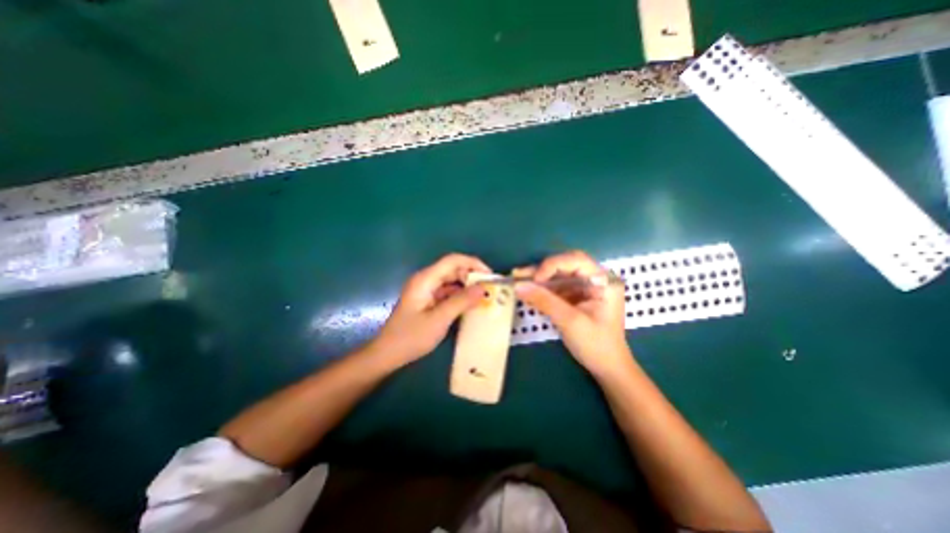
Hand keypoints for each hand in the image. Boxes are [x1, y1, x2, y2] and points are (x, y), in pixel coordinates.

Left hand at [371, 255, 488, 366]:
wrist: (387, 354)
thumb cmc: (411, 337)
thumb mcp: (439, 319)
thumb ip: (462, 301)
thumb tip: (483, 288)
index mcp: (426, 279)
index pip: (453, 260)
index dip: (473, 264)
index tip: (490, 276)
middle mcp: (426, 280)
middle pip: (453, 269)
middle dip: (472, 276)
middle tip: (490, 289)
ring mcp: (426, 290)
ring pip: (451, 281)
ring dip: (467, 287)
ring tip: (484, 297)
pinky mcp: (427, 300)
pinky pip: (447, 292)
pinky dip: (460, 297)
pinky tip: (470, 306)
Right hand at [516, 251, 632, 378]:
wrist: (606, 368)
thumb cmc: (596, 345)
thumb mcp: (570, 321)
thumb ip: (544, 301)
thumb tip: (518, 286)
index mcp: (604, 281)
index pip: (577, 260)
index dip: (553, 265)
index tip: (536, 279)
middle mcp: (594, 280)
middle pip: (565, 266)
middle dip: (542, 270)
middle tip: (519, 275)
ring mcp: (584, 288)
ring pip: (557, 276)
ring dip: (537, 278)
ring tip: (516, 279)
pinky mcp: (574, 297)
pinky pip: (555, 287)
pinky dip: (540, 289)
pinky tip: (526, 289)